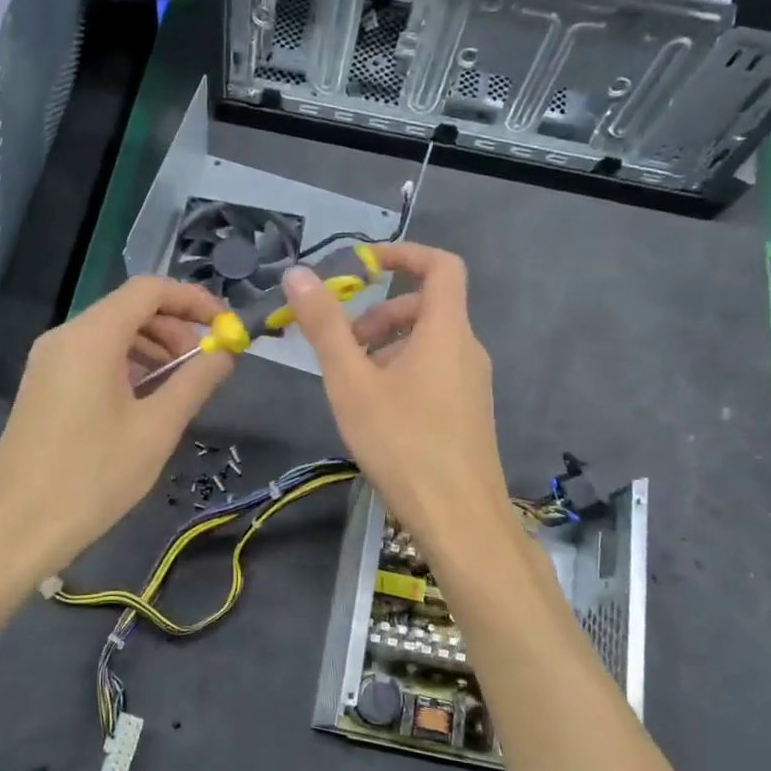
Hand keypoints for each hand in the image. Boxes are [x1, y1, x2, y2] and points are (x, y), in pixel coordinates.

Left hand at [0, 276, 232, 576]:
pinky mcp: (43, 386)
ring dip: (153, 349)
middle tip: (207, 365)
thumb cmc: (92, 477)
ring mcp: (48, 361)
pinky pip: (93, 357)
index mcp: (92, 337)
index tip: (227, 329)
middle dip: (176, 328)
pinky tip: (146, 402)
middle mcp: (65, 336)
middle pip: (129, 308)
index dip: (194, 301)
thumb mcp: (156, 429)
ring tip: (181, 387)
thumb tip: (226, 353)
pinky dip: (128, 366)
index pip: (150, 290)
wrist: (16, 528)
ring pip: (111, 333)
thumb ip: (195, 382)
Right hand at [284, 244, 511, 551]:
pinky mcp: (469, 412)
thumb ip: (325, 326)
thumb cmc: (403, 443)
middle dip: (380, 313)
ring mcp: (472, 383)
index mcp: (446, 331)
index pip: (440, 266)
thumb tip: (298, 274)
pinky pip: (435, 371)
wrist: (459, 517)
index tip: (363, 264)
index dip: (403, 253)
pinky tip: (377, 412)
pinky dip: (403, 371)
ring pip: (428, 343)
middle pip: (427, 307)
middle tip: (344, 345)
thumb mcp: (352, 383)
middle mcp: (467, 349)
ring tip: (352, 384)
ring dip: (387, 347)